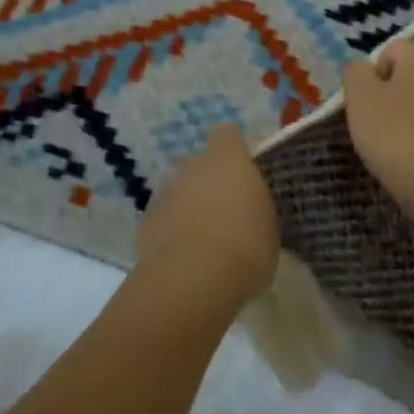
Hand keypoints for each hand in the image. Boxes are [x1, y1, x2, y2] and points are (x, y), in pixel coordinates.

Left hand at [136, 125, 279, 310]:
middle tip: (223, 210)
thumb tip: (246, 207)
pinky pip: (162, 216)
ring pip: (178, 189)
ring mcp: (166, 191)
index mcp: (228, 159)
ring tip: (201, 238)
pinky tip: (182, 255)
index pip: (226, 134)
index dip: (232, 148)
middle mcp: (193, 165)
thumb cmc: (246, 247)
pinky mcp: (146, 219)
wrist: (195, 280)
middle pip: (199, 162)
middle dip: (207, 180)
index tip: (241, 170)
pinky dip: (170, 228)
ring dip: (187, 204)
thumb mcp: (267, 224)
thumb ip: (253, 205)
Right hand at [342, 40, 413, 222]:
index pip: (388, 51)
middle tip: (375, 123)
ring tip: (394, 143)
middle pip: (407, 74)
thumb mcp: (359, 96)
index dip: (371, 75)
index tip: (365, 103)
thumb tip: (362, 67)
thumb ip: (355, 71)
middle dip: (389, 94)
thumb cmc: (394, 133)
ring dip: (406, 114)